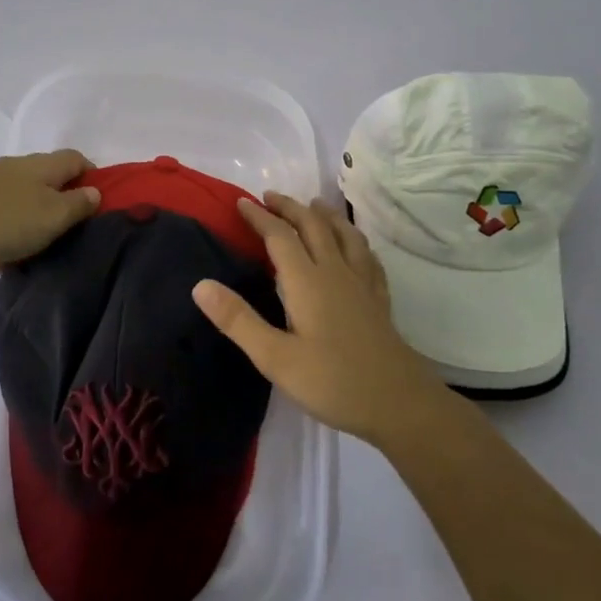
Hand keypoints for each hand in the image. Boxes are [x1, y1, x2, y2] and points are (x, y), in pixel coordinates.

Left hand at [0, 149, 100, 280]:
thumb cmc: (1, 220)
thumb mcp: (52, 216)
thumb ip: (78, 205)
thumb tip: (94, 192)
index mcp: (41, 165)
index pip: (76, 159)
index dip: (93, 177)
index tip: (100, 205)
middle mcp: (15, 168)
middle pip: (48, 179)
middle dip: (63, 202)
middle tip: (74, 232)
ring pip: (22, 201)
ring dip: (34, 221)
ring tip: (44, 250)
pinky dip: (8, 235)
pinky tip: (8, 260)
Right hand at [192, 192, 447, 444]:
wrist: (399, 403)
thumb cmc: (332, 382)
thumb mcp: (275, 358)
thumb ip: (239, 320)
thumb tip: (200, 285)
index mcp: (307, 281)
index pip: (280, 236)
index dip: (260, 217)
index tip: (241, 202)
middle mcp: (336, 272)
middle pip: (313, 226)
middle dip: (290, 207)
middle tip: (270, 197)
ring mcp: (362, 284)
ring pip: (344, 235)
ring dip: (325, 215)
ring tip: (314, 205)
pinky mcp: (379, 300)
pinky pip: (367, 257)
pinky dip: (355, 241)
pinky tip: (356, 247)